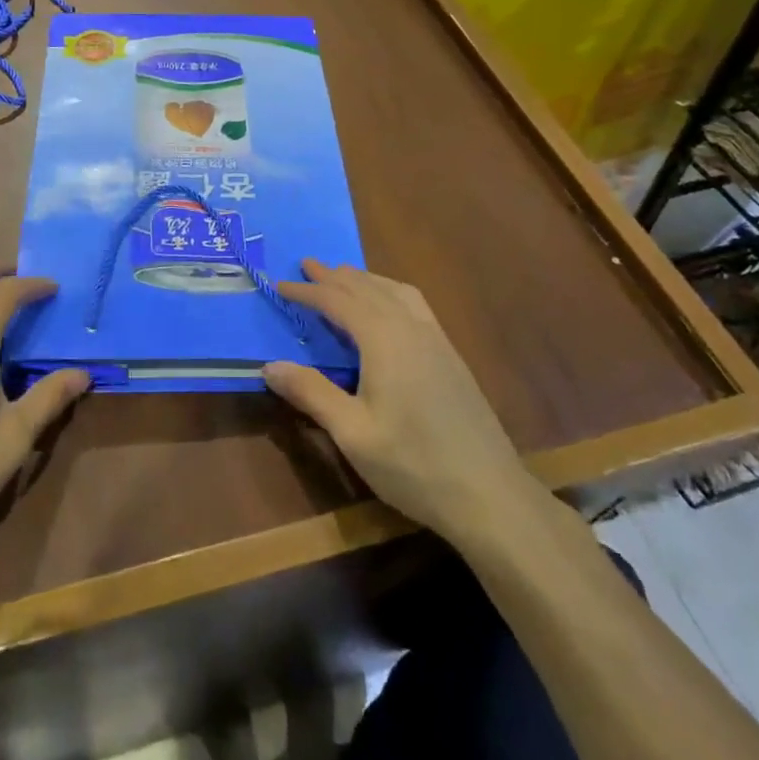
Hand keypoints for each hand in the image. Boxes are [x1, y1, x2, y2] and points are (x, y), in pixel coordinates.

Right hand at [263, 260, 529, 544]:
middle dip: (334, 276)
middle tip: (307, 265)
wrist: (490, 494)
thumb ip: (311, 393)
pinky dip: (390, 292)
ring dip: (365, 279)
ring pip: (395, 291)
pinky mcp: (451, 356)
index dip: (307, 291)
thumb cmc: (414, 465)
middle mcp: (411, 328)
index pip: (338, 301)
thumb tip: (269, 365)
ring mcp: (437, 340)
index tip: (279, 284)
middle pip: (367, 288)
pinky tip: (389, 308)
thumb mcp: (352, 433)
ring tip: (343, 277)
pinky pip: (415, 304)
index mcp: (385, 340)